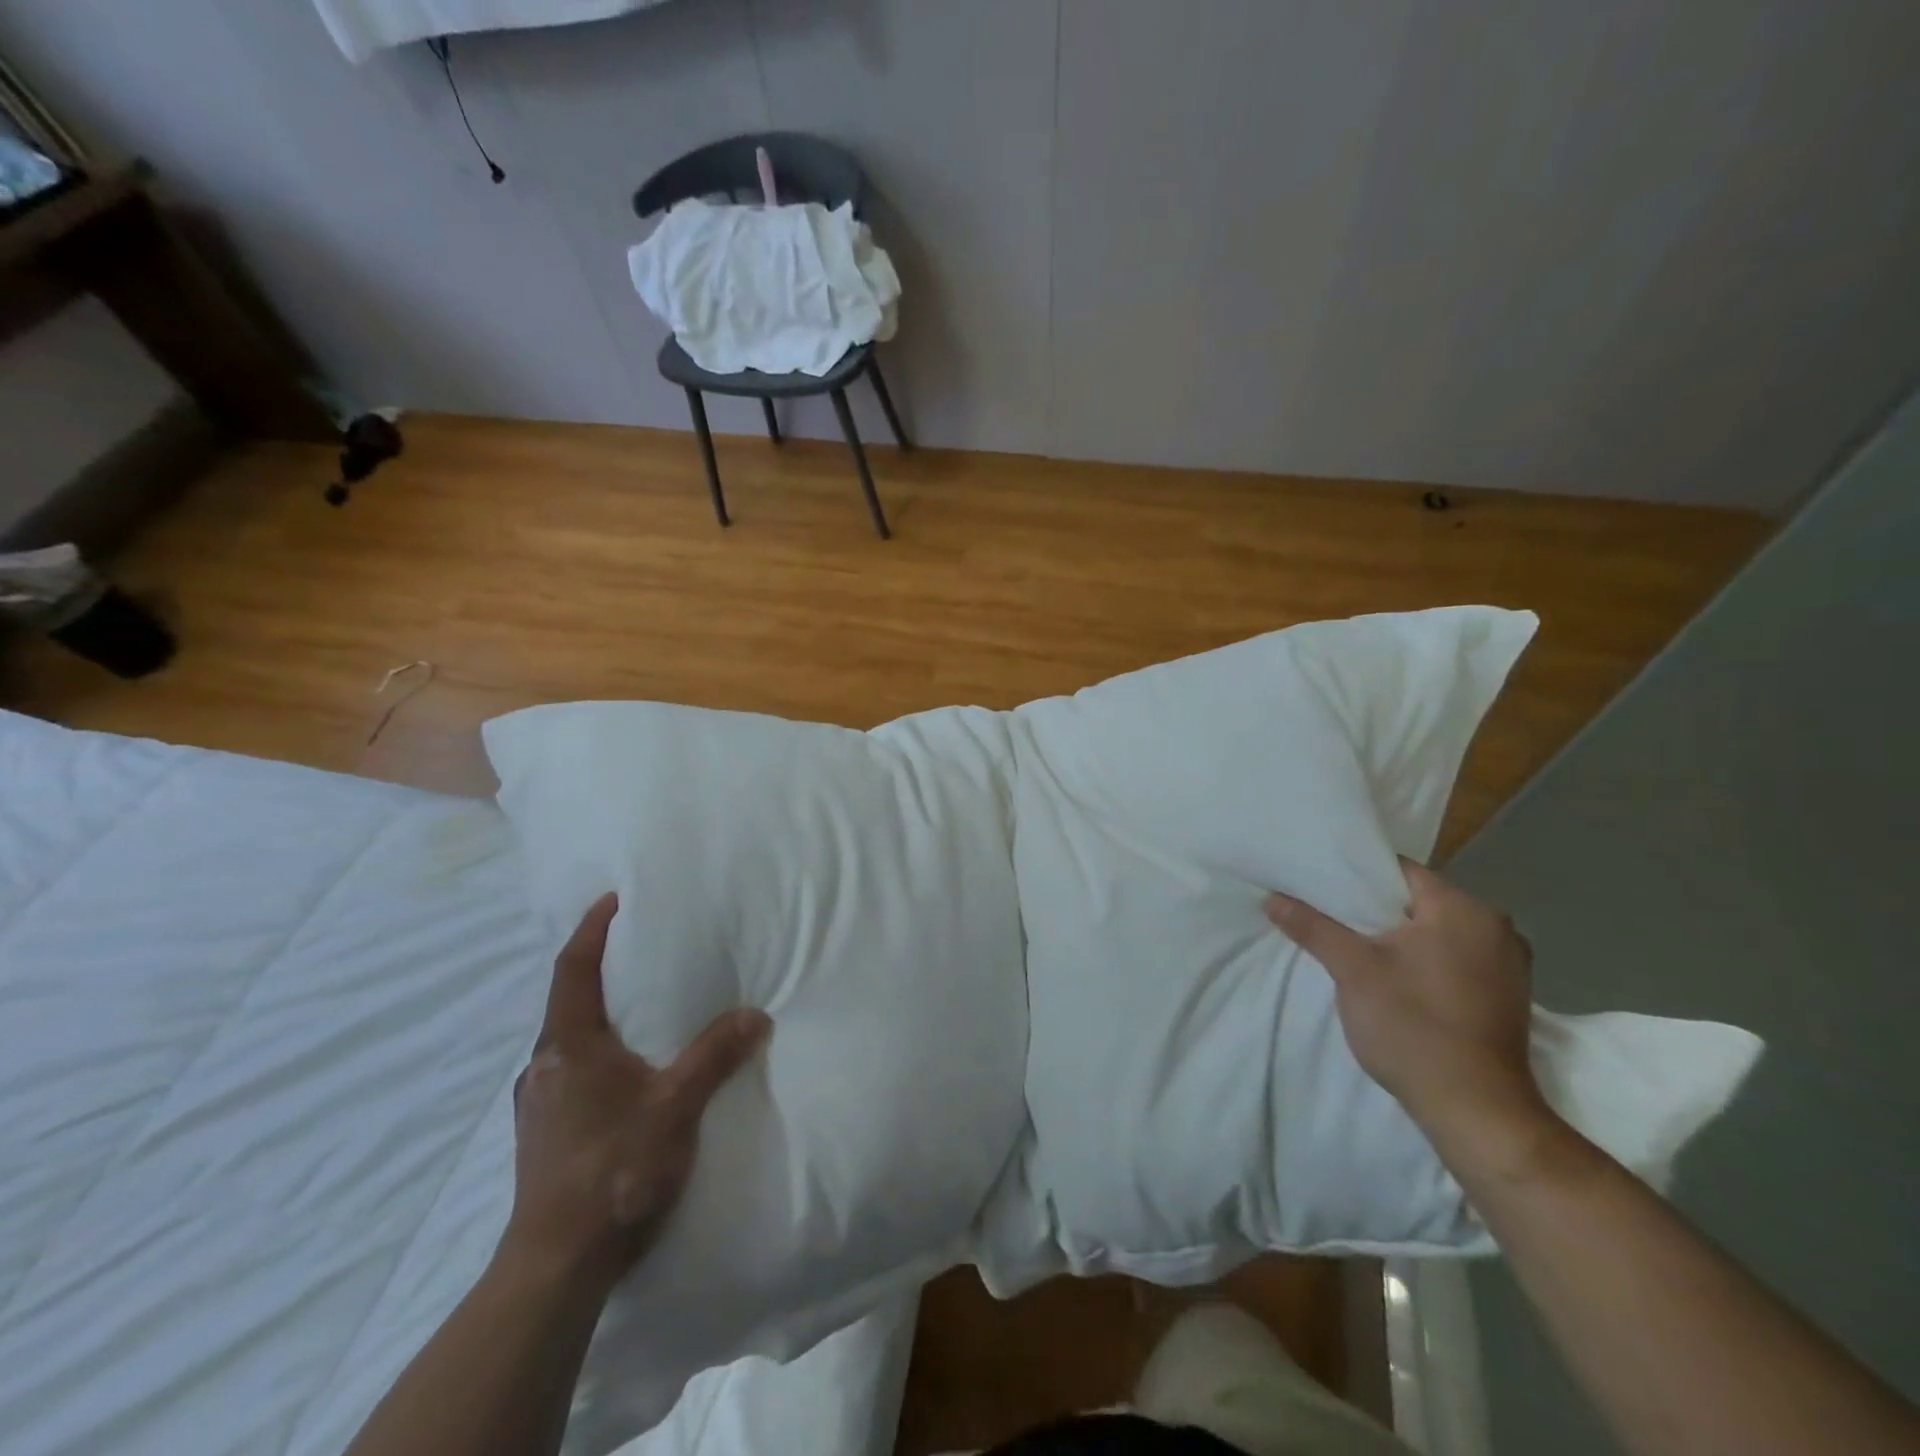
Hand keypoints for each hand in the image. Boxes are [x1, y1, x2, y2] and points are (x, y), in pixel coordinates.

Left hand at [505, 893, 769, 1284]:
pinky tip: (626, 1071)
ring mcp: (537, 1103)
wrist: (556, 1266)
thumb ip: (714, 1055)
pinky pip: (570, 1070)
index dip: (592, 929)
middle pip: (568, 1001)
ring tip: (640, 1007)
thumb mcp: (675, 1106)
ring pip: (569, 1039)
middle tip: (638, 949)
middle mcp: (543, 1066)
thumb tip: (755, 1014)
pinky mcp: (543, 1133)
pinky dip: (597, 1050)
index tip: (612, 899)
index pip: (574, 969)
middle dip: (598, 970)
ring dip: (599, 1014)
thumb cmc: (614, 1170)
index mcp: (569, 1046)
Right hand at [1265, 862, 1547, 1147]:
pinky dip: (1422, 958)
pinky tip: (1393, 975)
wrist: (1475, 1111)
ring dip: (1398, 935)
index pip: (1399, 869)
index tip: (1319, 882)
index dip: (1355, 872)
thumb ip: (1313, 926)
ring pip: (1436, 930)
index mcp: (1463, 909)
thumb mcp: (1352, 970)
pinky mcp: (1506, 995)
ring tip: (1353, 942)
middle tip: (1327, 912)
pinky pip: (1454, 957)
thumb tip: (1272, 898)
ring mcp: (1508, 964)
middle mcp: (1496, 927)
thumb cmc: (1413, 1026)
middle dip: (1373, 906)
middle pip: (1418, 899)